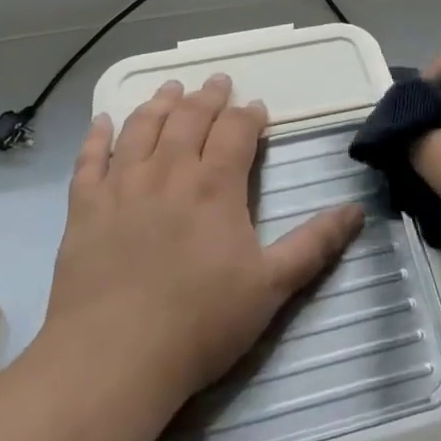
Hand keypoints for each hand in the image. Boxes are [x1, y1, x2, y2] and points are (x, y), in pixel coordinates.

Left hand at [40, 75, 364, 408]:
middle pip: (190, 117)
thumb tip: (356, 209)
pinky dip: (98, 135)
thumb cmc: (199, 323)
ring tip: (171, 88)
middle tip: (217, 81)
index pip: (236, 130)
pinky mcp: (84, 208)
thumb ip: (314, 244)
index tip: (257, 110)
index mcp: (215, 185)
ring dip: (159, 102)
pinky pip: (90, 159)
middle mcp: (169, 172)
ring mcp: (122, 186)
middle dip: (208, 96)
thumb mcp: (271, 287)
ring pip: (143, 127)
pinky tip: (104, 120)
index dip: (249, 115)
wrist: (112, 359)